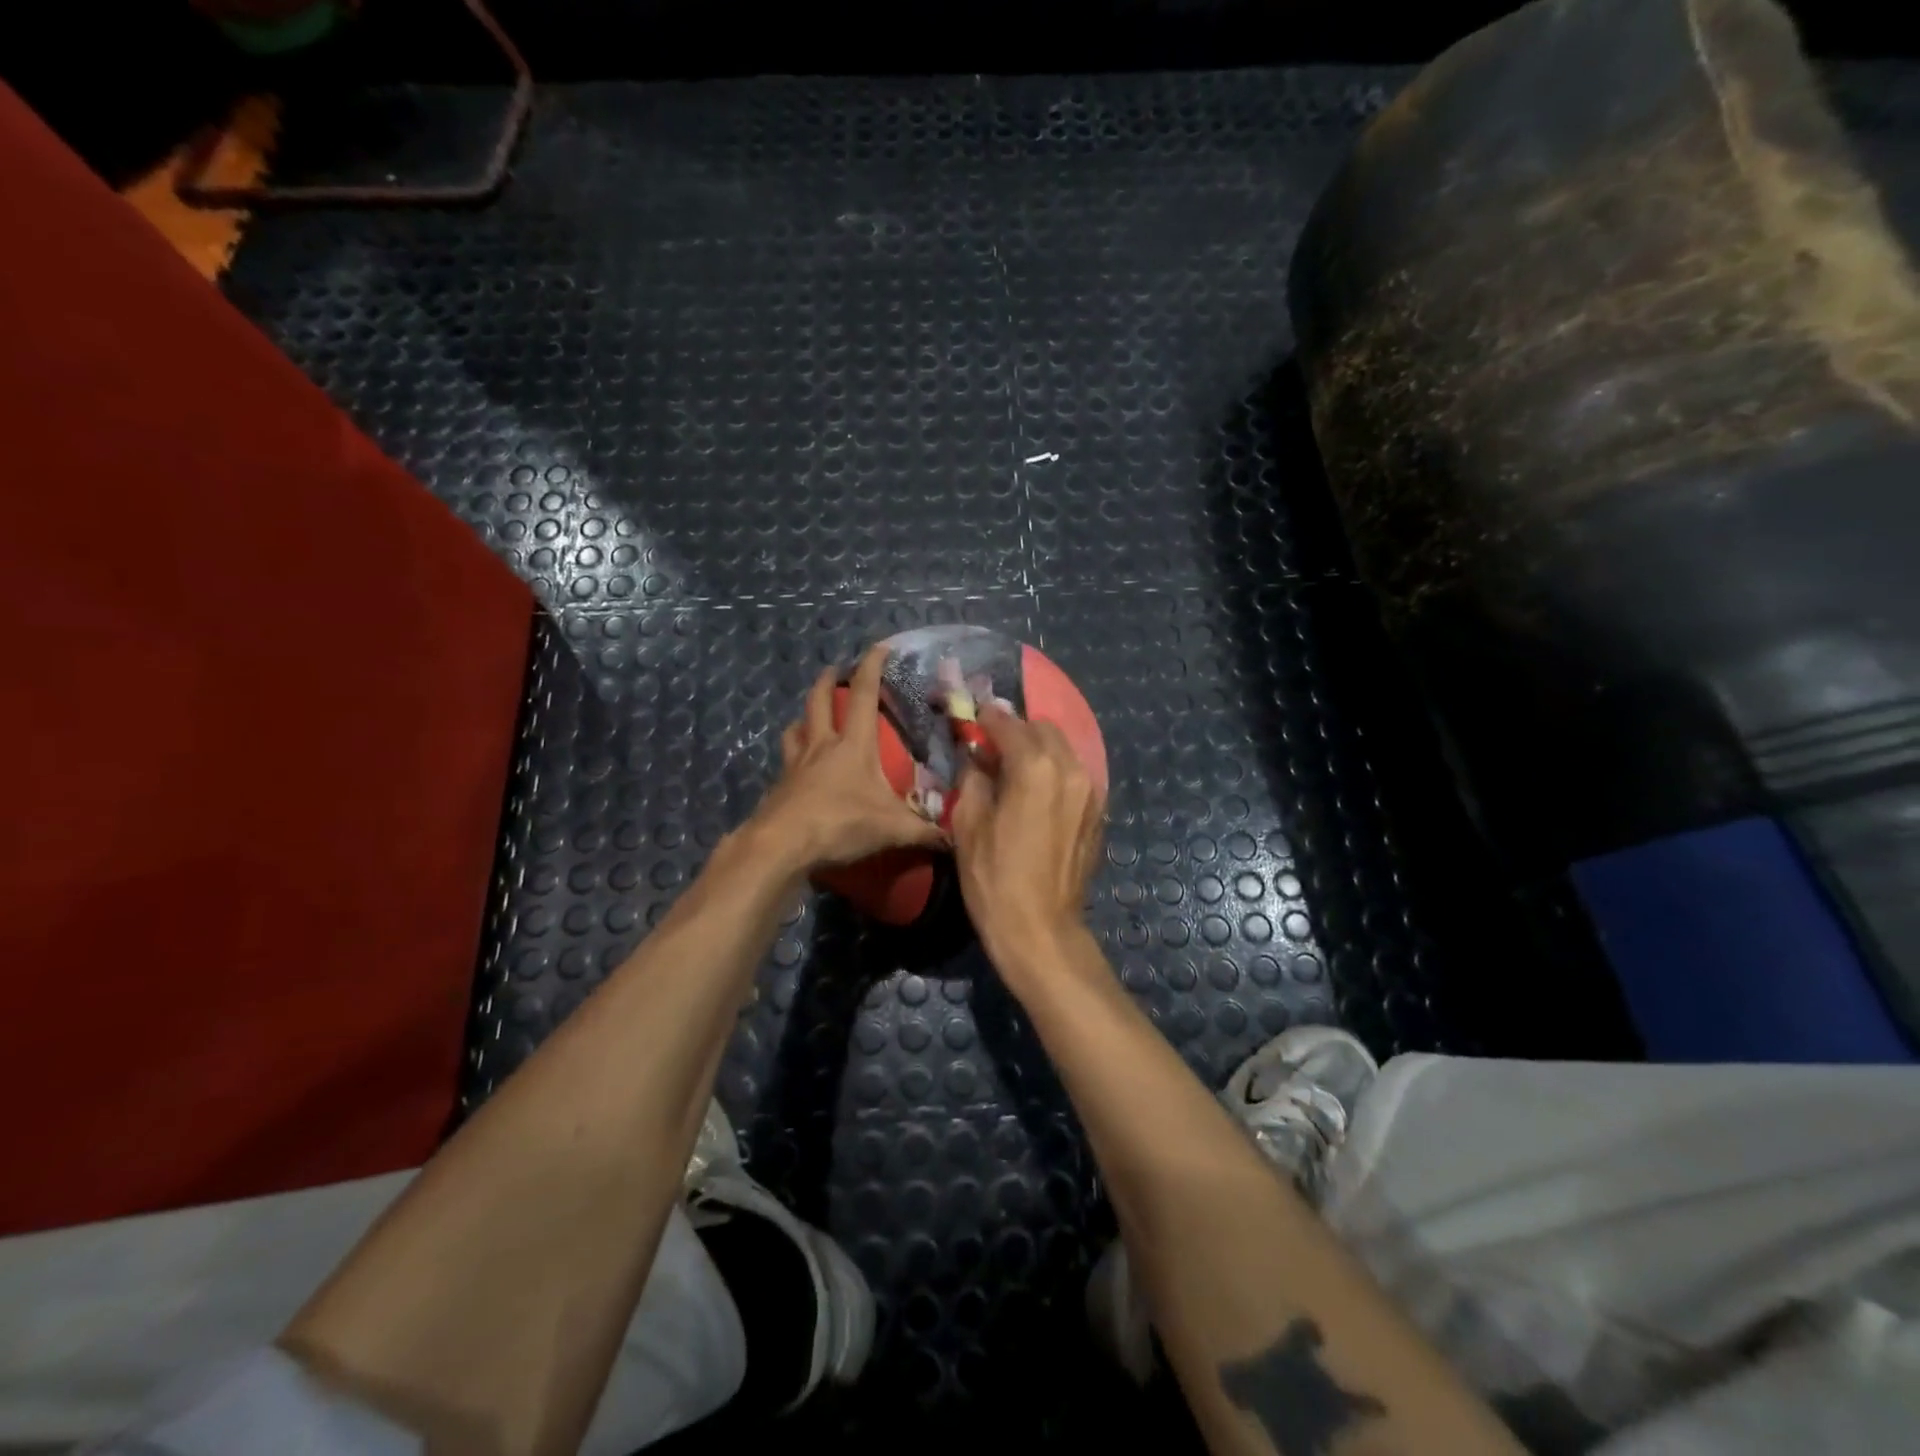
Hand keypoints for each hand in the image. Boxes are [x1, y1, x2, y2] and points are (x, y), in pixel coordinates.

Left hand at [747, 643, 946, 873]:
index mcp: (853, 745)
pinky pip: (786, 762)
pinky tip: (799, 770)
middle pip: (818, 701)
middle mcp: (821, 746)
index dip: (872, 667)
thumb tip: (953, 840)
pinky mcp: (780, 786)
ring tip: (810, 719)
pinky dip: (793, 757)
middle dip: (827, 680)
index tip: (879, 646)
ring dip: (804, 717)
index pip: (864, 694)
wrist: (782, 845)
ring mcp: (795, 764)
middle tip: (834, 670)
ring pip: (796, 729)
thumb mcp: (892, 829)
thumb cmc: (840, 823)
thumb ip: (924, 832)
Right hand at [950, 706, 1105, 981]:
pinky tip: (1034, 791)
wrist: (1040, 929)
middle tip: (991, 745)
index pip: (1009, 724)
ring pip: (1062, 750)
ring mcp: (1091, 791)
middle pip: (1043, 729)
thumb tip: (977, 758)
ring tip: (1012, 767)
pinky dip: (1053, 770)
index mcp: (1035, 767)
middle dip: (1016, 730)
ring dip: (1037, 749)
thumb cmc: (995, 878)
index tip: (973, 717)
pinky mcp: (1097, 812)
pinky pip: (1073, 774)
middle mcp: (1070, 769)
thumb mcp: (968, 825)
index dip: (987, 718)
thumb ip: (973, 778)